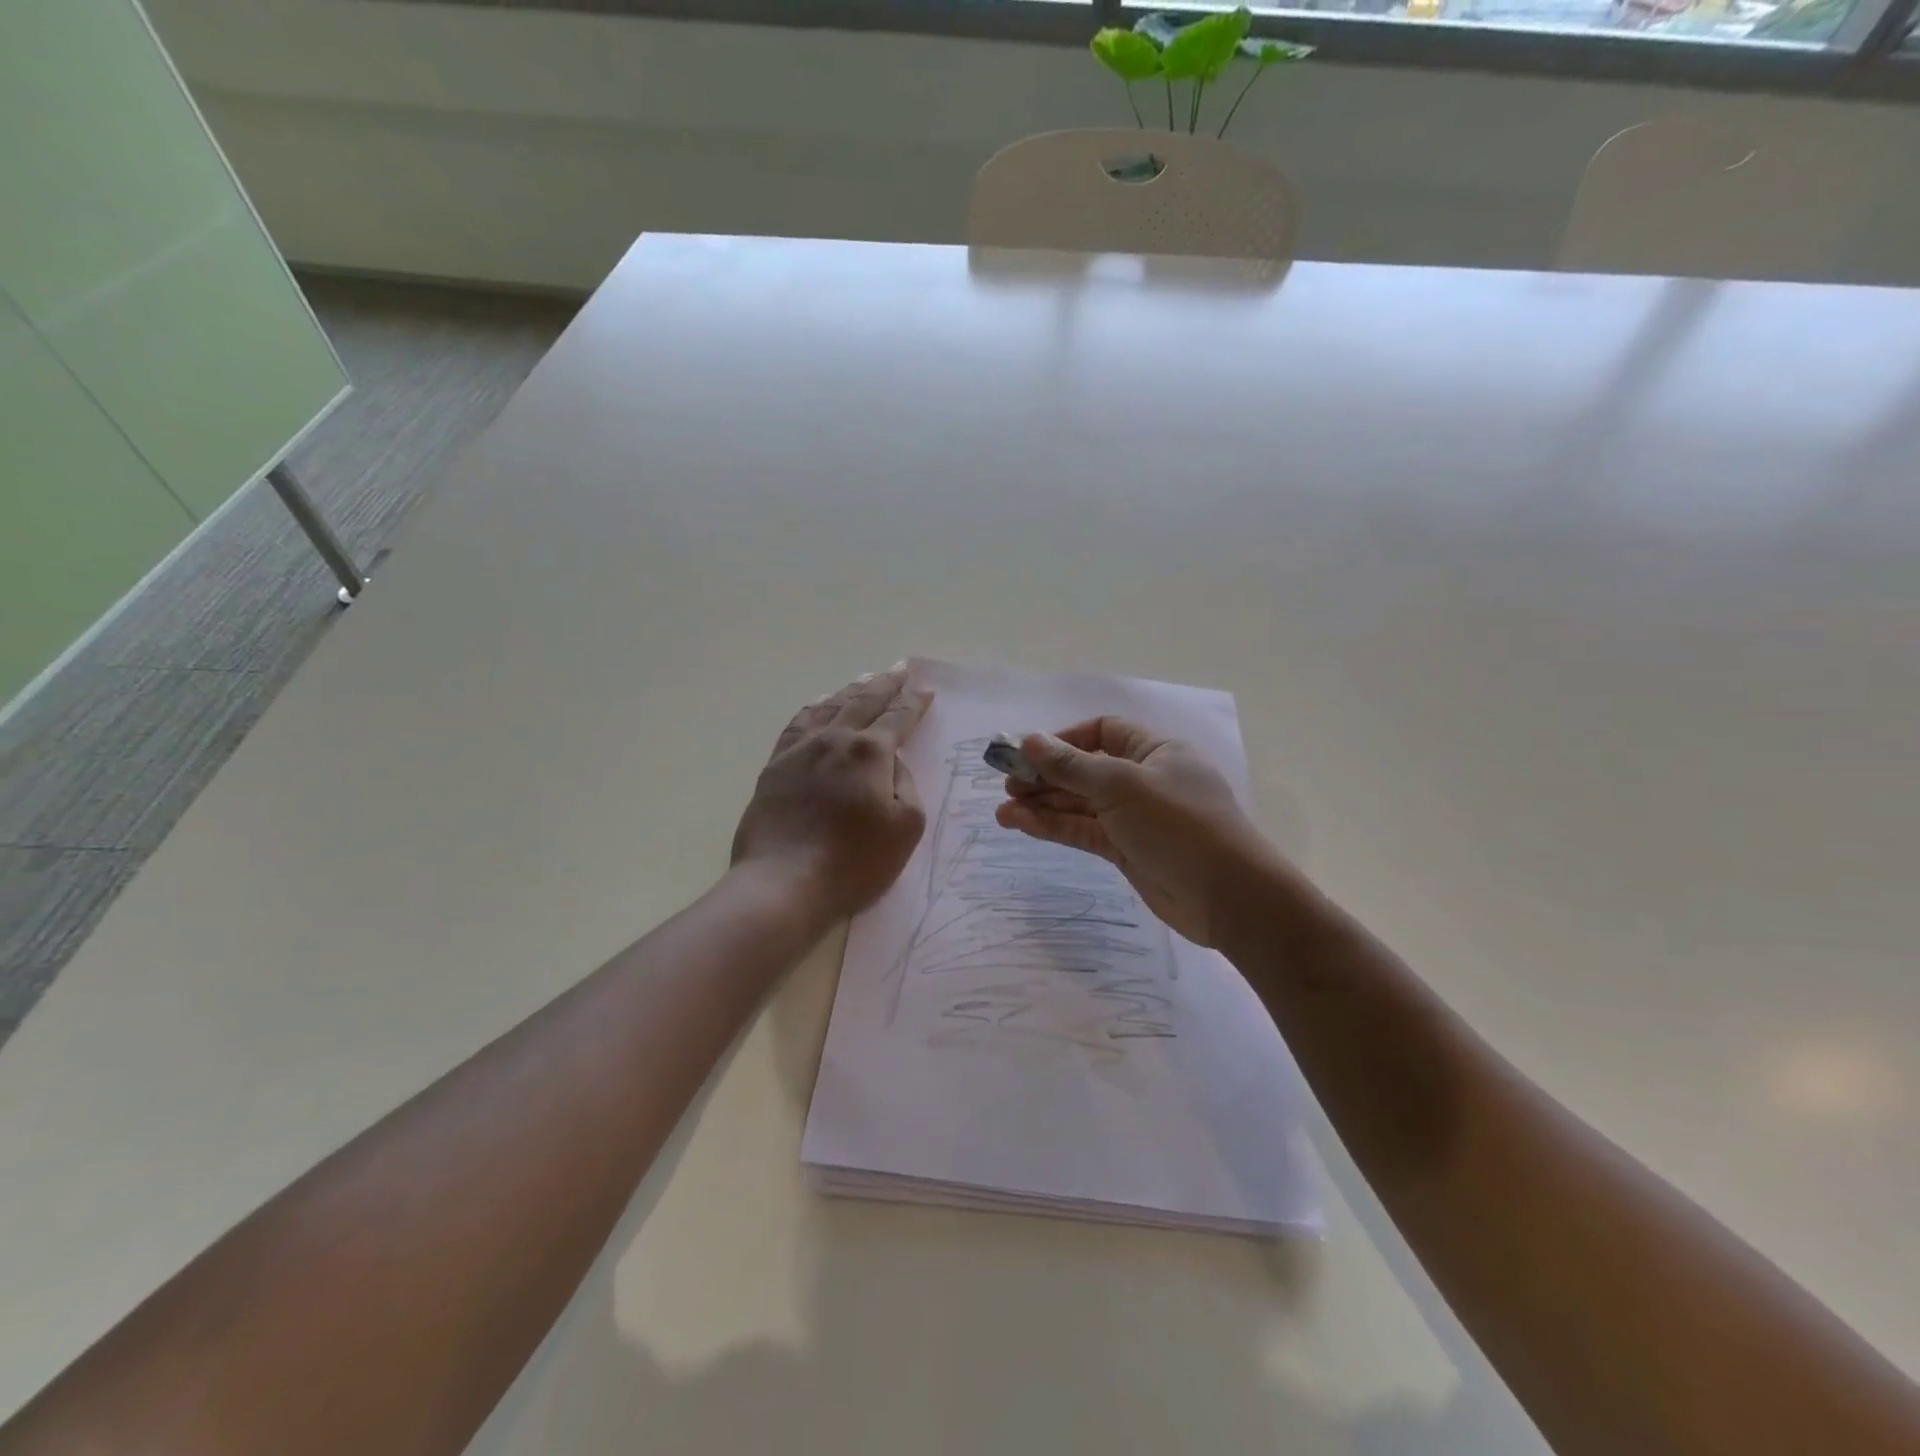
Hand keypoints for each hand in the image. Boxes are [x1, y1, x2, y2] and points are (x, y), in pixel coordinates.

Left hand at [732, 666, 932, 921]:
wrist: (783, 884)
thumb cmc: (854, 863)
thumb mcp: (905, 828)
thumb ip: (907, 786)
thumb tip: (891, 763)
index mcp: (870, 752)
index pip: (898, 718)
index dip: (915, 703)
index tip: (926, 690)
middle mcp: (835, 740)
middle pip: (864, 702)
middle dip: (886, 684)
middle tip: (900, 668)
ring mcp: (800, 751)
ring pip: (828, 707)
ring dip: (851, 691)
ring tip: (864, 680)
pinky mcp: (775, 767)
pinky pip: (797, 725)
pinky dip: (813, 709)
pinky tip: (818, 706)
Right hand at [995, 717, 1272, 946]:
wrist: (1229, 897)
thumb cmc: (1180, 825)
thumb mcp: (1123, 786)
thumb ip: (1072, 766)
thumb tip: (1028, 741)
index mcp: (1155, 751)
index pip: (1102, 732)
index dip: (1063, 740)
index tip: (1028, 753)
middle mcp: (1144, 779)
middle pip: (1085, 769)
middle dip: (1046, 775)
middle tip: (1007, 785)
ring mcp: (1135, 817)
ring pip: (1080, 804)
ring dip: (1043, 804)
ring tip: (1002, 811)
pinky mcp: (1126, 850)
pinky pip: (1083, 831)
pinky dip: (1054, 827)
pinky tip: (1020, 825)